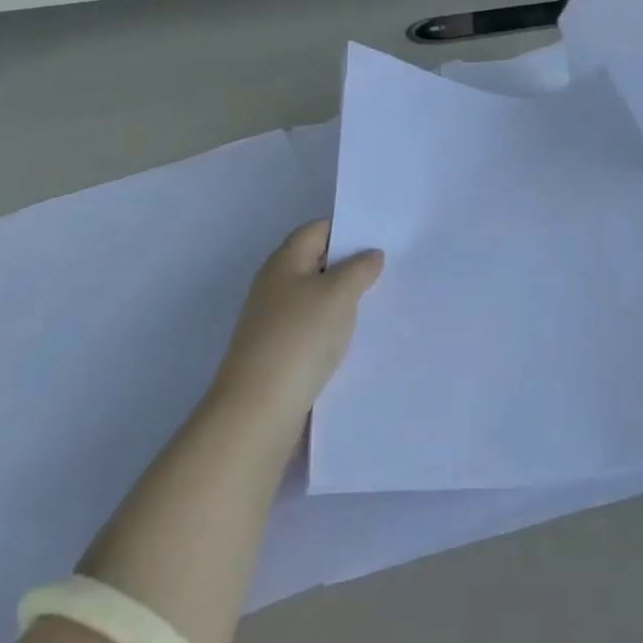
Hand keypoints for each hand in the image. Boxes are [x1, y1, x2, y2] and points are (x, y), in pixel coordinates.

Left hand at [207, 221, 383, 441]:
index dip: (348, 229)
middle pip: (316, 263)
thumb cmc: (299, 339)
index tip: (380, 238)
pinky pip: (310, 330)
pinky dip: (331, 330)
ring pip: (315, 298)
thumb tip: (371, 255)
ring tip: (377, 305)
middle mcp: (275, 286)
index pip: (318, 229)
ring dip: (342, 301)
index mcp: (284, 261)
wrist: (256, 414)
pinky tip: (352, 341)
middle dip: (349, 266)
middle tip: (386, 270)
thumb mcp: (339, 293)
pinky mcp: (276, 354)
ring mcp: (272, 322)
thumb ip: (360, 268)